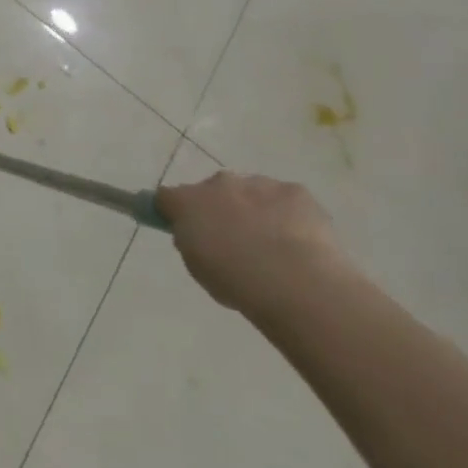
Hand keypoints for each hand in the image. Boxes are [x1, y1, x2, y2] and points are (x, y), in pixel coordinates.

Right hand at [154, 171, 347, 319]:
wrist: (295, 284)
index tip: (185, 230)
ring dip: (255, 210)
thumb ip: (192, 242)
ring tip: (274, 247)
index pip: (167, 197)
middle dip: (220, 209)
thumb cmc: (236, 281)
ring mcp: (258, 184)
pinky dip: (289, 215)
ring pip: (251, 192)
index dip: (174, 212)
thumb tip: (197, 234)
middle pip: (212, 191)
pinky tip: (300, 242)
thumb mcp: (197, 268)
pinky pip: (286, 200)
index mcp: (187, 202)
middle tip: (234, 241)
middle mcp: (218, 183)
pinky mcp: (295, 191)